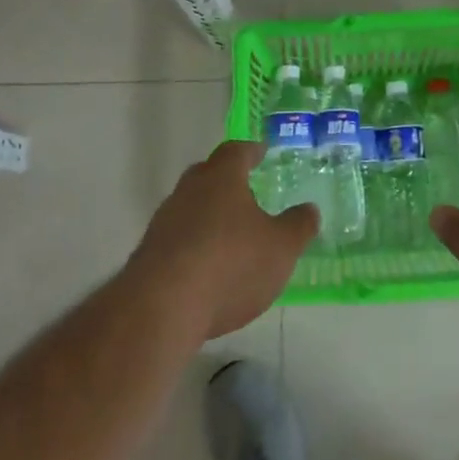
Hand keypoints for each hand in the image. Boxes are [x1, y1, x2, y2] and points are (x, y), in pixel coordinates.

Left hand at [126, 141, 317, 340]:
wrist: (161, 308)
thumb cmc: (231, 265)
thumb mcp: (280, 248)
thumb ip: (298, 226)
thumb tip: (310, 209)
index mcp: (221, 177)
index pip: (236, 151)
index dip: (252, 151)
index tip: (262, 152)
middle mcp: (189, 190)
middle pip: (208, 175)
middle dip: (227, 181)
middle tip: (247, 190)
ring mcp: (164, 221)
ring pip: (191, 207)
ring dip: (209, 216)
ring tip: (231, 234)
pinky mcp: (149, 254)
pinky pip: (178, 238)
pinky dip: (195, 245)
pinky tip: (208, 268)